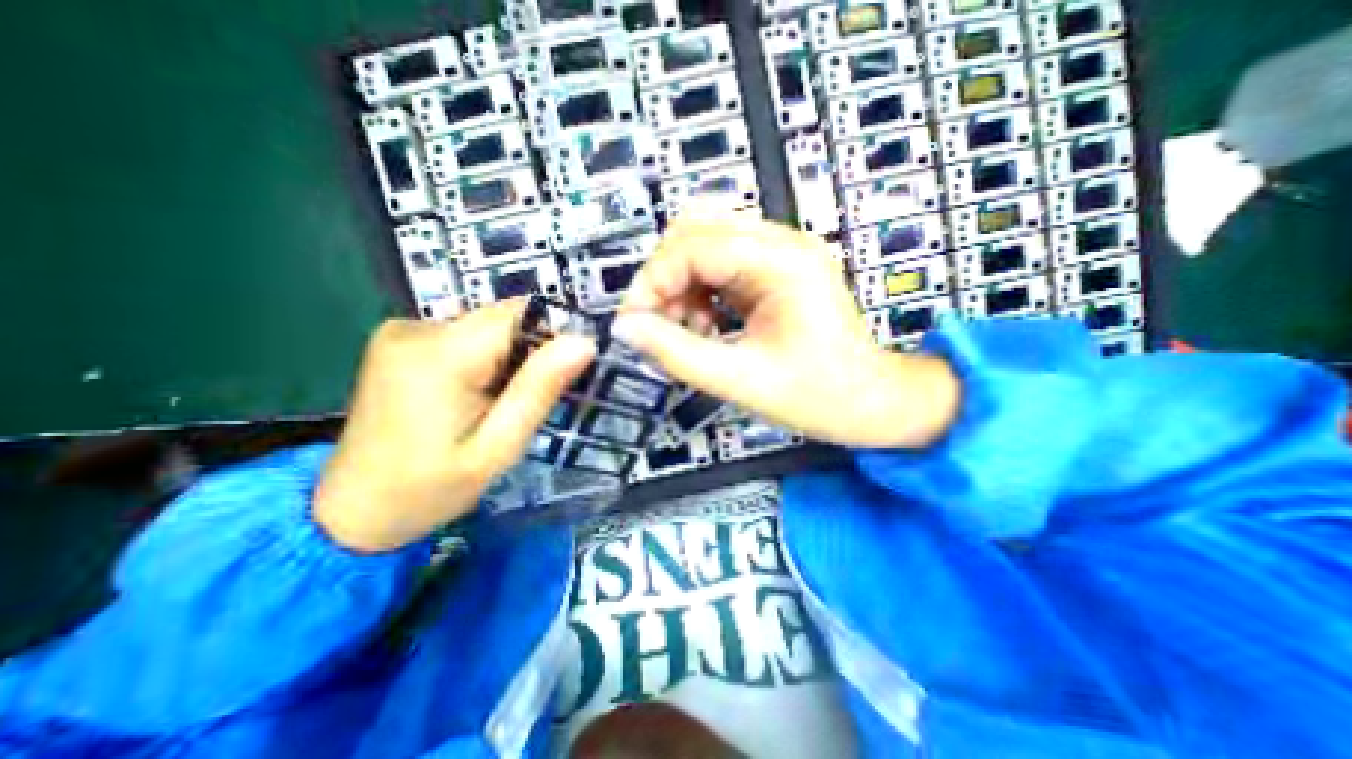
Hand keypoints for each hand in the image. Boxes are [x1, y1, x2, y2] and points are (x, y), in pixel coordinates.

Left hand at [318, 301, 594, 553]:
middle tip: (527, 400)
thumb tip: (584, 342)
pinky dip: (483, 358)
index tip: (561, 375)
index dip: (552, 336)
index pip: (519, 314)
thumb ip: (539, 390)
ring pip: (487, 326)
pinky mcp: (399, 340)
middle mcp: (417, 329)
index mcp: (442, 356)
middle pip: (502, 318)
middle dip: (528, 352)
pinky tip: (474, 394)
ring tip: (498, 403)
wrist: (352, 511)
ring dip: (506, 357)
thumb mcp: (498, 447)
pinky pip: (464, 334)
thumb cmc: (431, 488)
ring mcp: (402, 331)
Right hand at [615, 212, 959, 449]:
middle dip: (665, 276)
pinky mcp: (776, 268)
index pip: (693, 244)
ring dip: (681, 282)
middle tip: (661, 324)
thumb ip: (677, 353)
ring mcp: (781, 252)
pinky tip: (706, 324)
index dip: (652, 280)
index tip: (633, 323)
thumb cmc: (817, 397)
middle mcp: (782, 243)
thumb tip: (624, 328)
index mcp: (782, 263)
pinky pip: (720, 262)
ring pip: (704, 241)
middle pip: (696, 228)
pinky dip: (699, 289)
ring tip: (688, 329)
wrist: (871, 401)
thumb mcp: (740, 380)